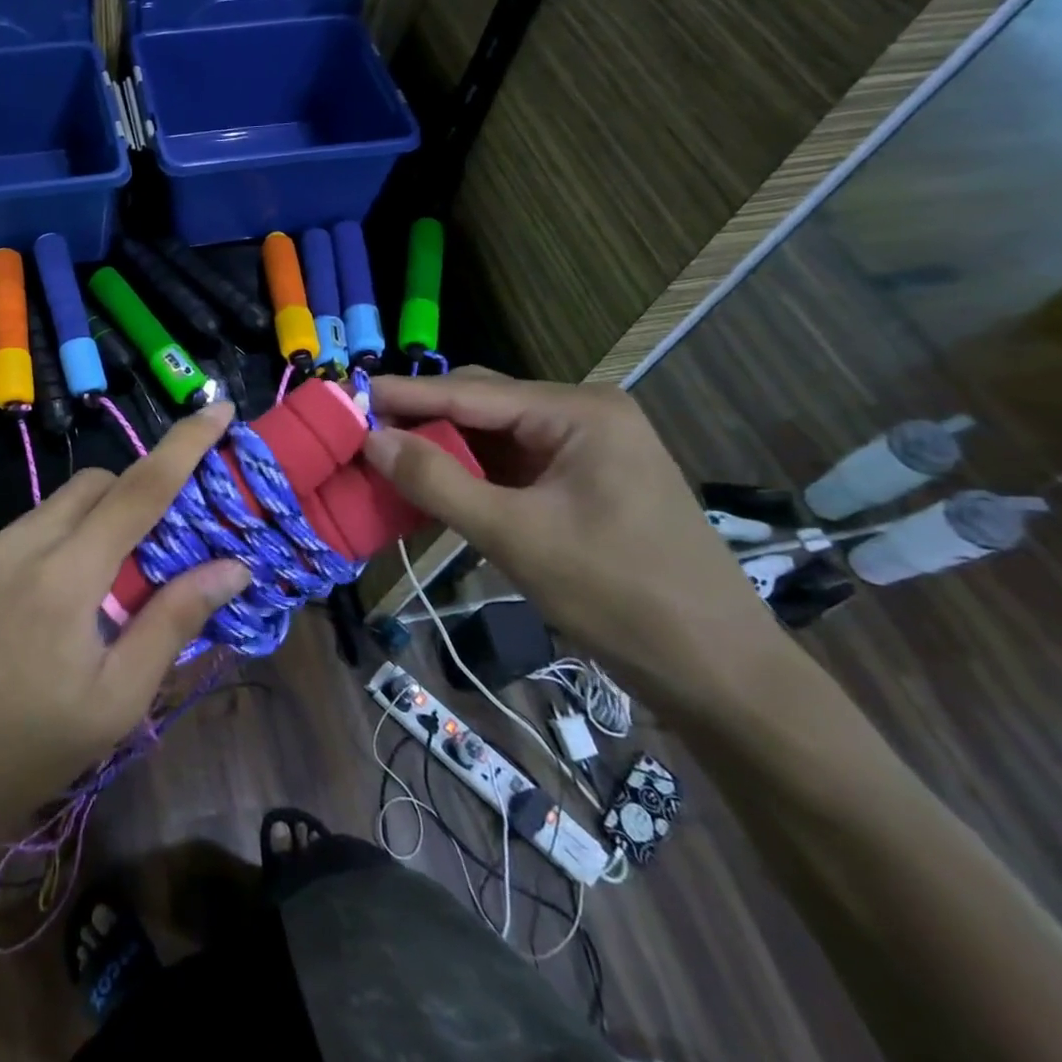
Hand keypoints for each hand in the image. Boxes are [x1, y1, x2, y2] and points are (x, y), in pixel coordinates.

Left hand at [0, 405, 248, 850]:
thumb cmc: (31, 753)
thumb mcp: (119, 699)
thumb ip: (174, 619)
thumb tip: (234, 566)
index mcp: (64, 576)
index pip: (139, 489)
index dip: (184, 444)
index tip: (218, 408)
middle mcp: (16, 545)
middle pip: (93, 484)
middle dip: (133, 495)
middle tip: (153, 550)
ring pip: (52, 508)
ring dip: (88, 525)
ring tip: (93, 593)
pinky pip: (17, 534)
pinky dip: (48, 547)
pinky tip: (40, 608)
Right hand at [361, 370, 786, 714]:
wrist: (717, 671)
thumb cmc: (619, 595)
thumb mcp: (515, 536)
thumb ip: (437, 482)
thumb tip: (372, 439)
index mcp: (578, 411)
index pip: (470, 391)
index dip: (403, 394)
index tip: (344, 396)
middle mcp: (582, 414)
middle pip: (481, 403)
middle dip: (421, 418)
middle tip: (359, 435)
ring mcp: (585, 448)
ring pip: (492, 434)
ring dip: (441, 448)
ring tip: (384, 459)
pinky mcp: (582, 481)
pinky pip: (510, 463)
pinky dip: (468, 473)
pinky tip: (431, 485)